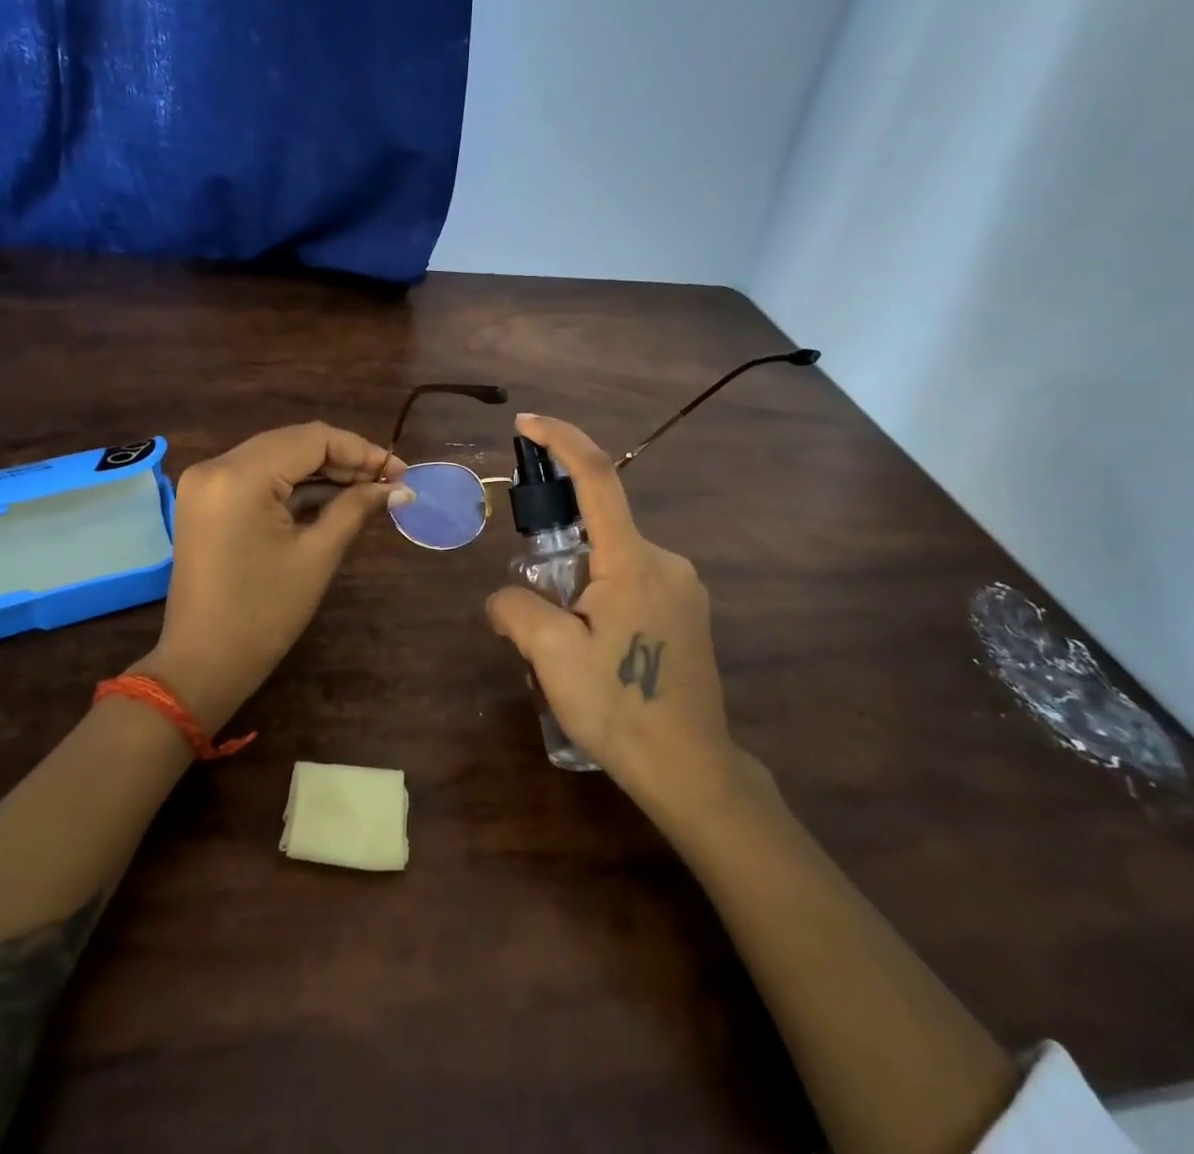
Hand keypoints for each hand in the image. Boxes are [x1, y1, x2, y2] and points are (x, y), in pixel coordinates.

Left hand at [147, 422, 410, 729]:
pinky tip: (331, 497)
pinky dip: (294, 484)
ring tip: (367, 489)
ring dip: (321, 470)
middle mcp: (216, 466)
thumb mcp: (317, 555)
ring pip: (277, 456)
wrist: (203, 663)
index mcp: (239, 476)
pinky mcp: (206, 500)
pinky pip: (258, 476)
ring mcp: (206, 482)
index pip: (312, 438)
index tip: (400, 471)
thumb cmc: (264, 613)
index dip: (361, 450)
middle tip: (389, 480)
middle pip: (293, 442)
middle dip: (344, 458)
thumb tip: (400, 488)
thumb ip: (356, 508)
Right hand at [486, 413, 759, 811]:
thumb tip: (502, 598)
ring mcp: (684, 587)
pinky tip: (596, 652)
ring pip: (614, 562)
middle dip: (559, 555)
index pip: (597, 478)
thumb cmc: (620, 707)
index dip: (562, 440)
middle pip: (600, 529)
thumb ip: (515, 608)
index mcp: (633, 560)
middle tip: (539, 615)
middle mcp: (666, 560)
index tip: (527, 423)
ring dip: (580, 586)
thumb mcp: (550, 656)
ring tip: (567, 648)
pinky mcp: (689, 613)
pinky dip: (603, 599)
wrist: (691, 770)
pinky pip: (634, 584)